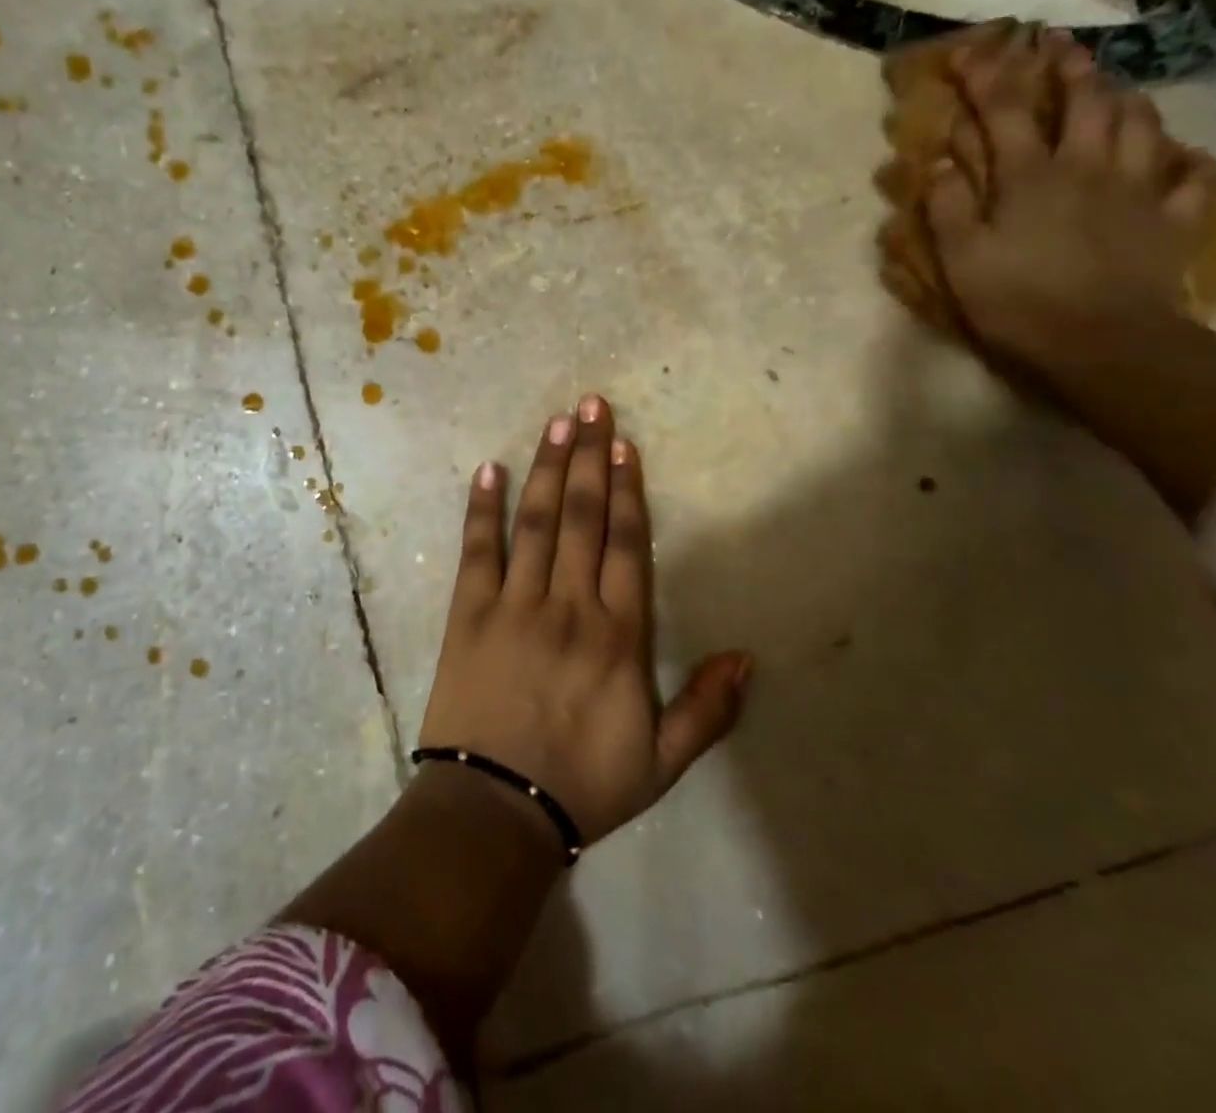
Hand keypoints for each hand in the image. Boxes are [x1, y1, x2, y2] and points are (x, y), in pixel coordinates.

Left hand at [417, 394, 752, 845]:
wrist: (496, 809)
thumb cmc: (582, 783)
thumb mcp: (662, 762)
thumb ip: (708, 710)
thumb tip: (747, 657)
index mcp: (617, 636)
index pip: (626, 545)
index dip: (627, 491)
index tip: (625, 447)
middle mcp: (568, 605)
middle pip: (582, 517)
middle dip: (589, 457)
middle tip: (592, 406)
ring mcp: (514, 604)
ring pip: (536, 522)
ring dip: (548, 469)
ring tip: (556, 423)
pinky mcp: (467, 613)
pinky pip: (477, 551)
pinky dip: (482, 509)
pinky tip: (489, 470)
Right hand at [927, 27, 1215, 365]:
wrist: (1103, 344)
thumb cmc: (1018, 301)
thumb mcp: (961, 259)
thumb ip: (948, 206)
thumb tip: (941, 162)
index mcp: (1030, 176)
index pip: (1003, 110)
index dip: (985, 75)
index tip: (969, 49)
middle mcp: (1087, 167)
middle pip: (1085, 101)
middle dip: (1068, 67)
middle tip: (1059, 45)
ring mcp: (1138, 190)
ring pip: (1141, 124)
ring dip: (1125, 98)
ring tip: (1115, 88)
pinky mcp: (1173, 220)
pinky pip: (1191, 177)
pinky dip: (1186, 161)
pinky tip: (1181, 157)